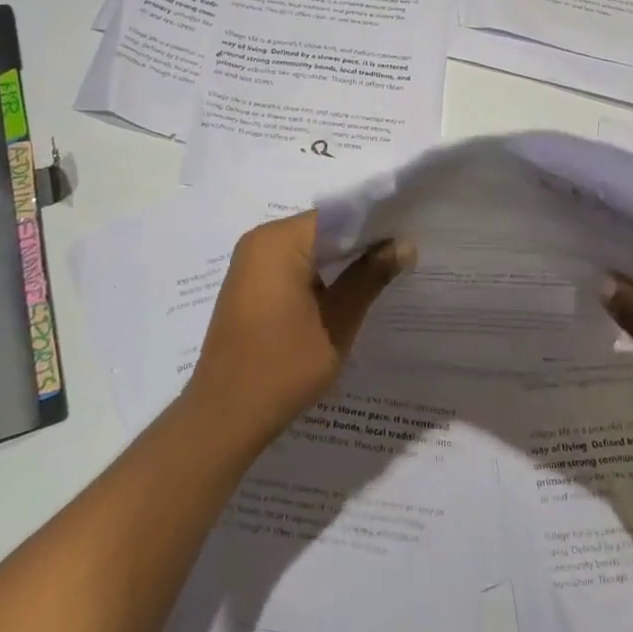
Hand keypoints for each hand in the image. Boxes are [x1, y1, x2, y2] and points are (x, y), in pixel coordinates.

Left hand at [185, 212, 412, 450]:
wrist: (225, 415)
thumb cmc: (284, 365)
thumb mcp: (338, 320)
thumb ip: (371, 276)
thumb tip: (404, 244)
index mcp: (279, 240)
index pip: (337, 216)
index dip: (375, 226)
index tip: (406, 239)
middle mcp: (260, 241)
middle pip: (322, 229)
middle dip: (360, 244)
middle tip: (401, 258)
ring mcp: (250, 263)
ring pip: (307, 248)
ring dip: (339, 261)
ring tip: (380, 275)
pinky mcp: (248, 286)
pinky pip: (291, 266)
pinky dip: (318, 275)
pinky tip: (345, 294)